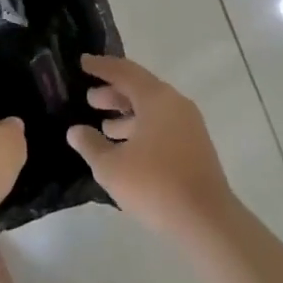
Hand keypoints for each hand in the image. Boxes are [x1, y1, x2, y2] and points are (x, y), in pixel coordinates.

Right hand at [66, 54, 237, 244]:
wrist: (206, 221)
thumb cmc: (155, 185)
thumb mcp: (111, 167)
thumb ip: (90, 145)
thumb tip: (76, 131)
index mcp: (156, 98)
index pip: (124, 72)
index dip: (101, 66)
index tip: (83, 62)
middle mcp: (175, 104)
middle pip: (140, 88)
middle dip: (113, 92)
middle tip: (89, 99)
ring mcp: (189, 125)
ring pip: (152, 108)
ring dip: (127, 113)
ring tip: (104, 126)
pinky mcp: (195, 146)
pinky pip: (162, 125)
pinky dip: (141, 128)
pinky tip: (127, 148)